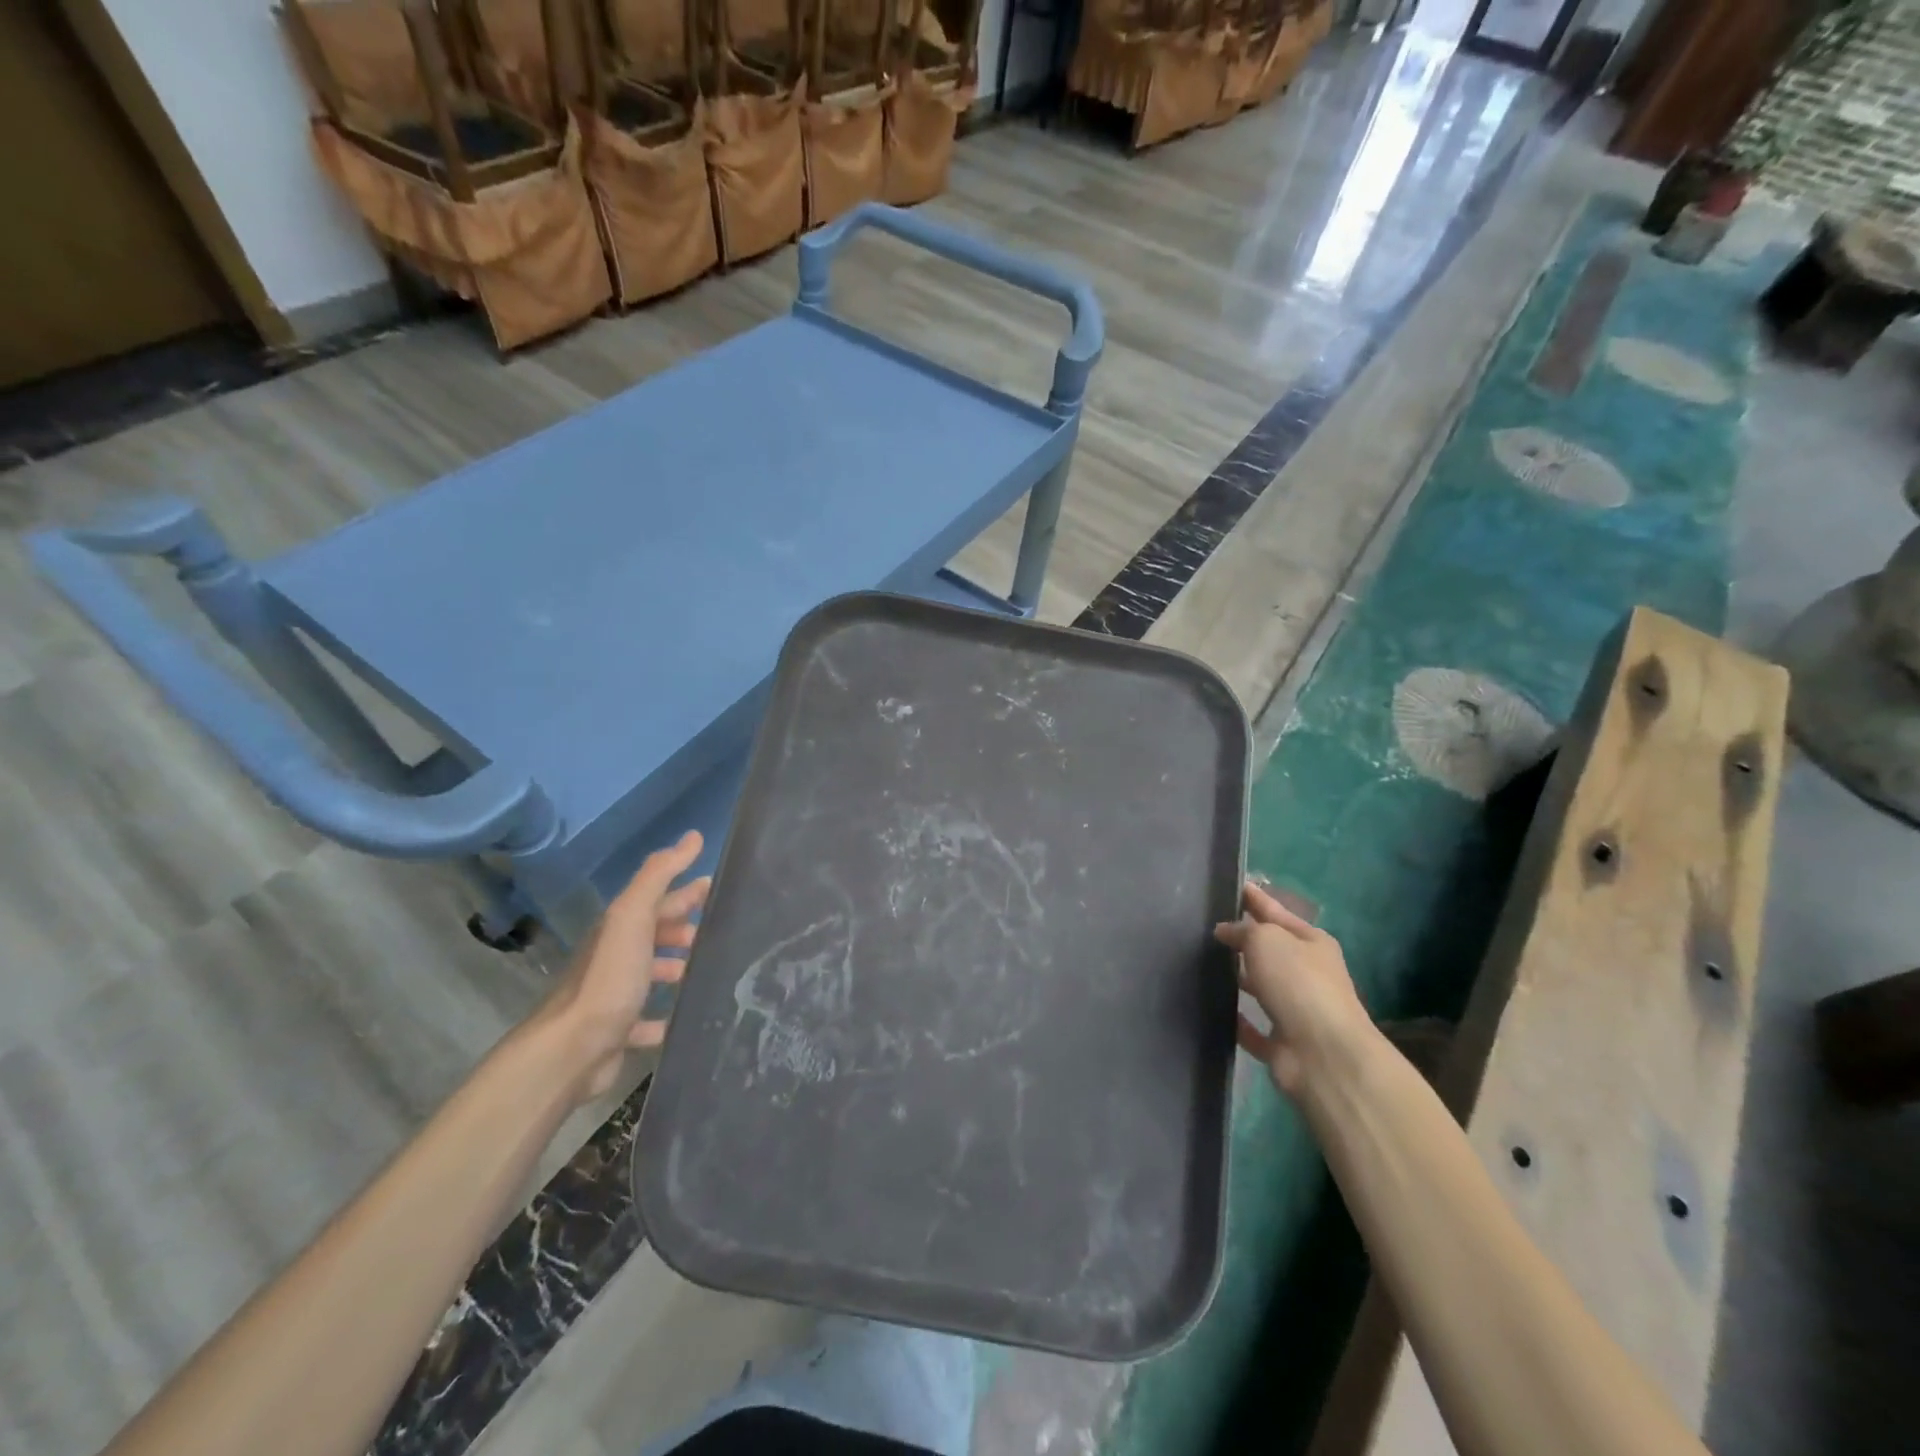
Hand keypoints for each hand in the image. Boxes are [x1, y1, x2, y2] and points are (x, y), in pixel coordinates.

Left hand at [543, 830, 710, 1102]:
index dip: (688, 891)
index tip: (720, 887)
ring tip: (711, 971)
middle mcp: (616, 956)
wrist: (572, 1050)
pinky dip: (667, 1015)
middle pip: (656, 933)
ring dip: (679, 967)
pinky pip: (649, 1020)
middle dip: (687, 927)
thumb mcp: (633, 916)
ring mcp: (616, 995)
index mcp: (621, 927)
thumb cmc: (609, 978)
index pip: (660, 899)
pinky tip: (687, 1016)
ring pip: (653, 974)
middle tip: (723, 931)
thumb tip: (693, 836)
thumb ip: (659, 875)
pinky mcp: (619, 1032)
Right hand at [1215, 880, 1374, 1096]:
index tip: (1234, 885)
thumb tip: (1225, 931)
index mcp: (1312, 943)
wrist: (1322, 1053)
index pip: (1277, 912)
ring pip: (1261, 988)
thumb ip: (1243, 929)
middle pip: (1270, 950)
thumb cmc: (1298, 983)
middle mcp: (1308, 974)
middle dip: (1244, 939)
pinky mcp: (1282, 1043)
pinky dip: (1237, 1020)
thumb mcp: (1266, 939)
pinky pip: (1252, 1027)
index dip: (1256, 898)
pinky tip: (1214, 1009)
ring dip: (1238, 978)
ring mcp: (1296, 1011)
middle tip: (1208, 926)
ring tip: (1203, 964)